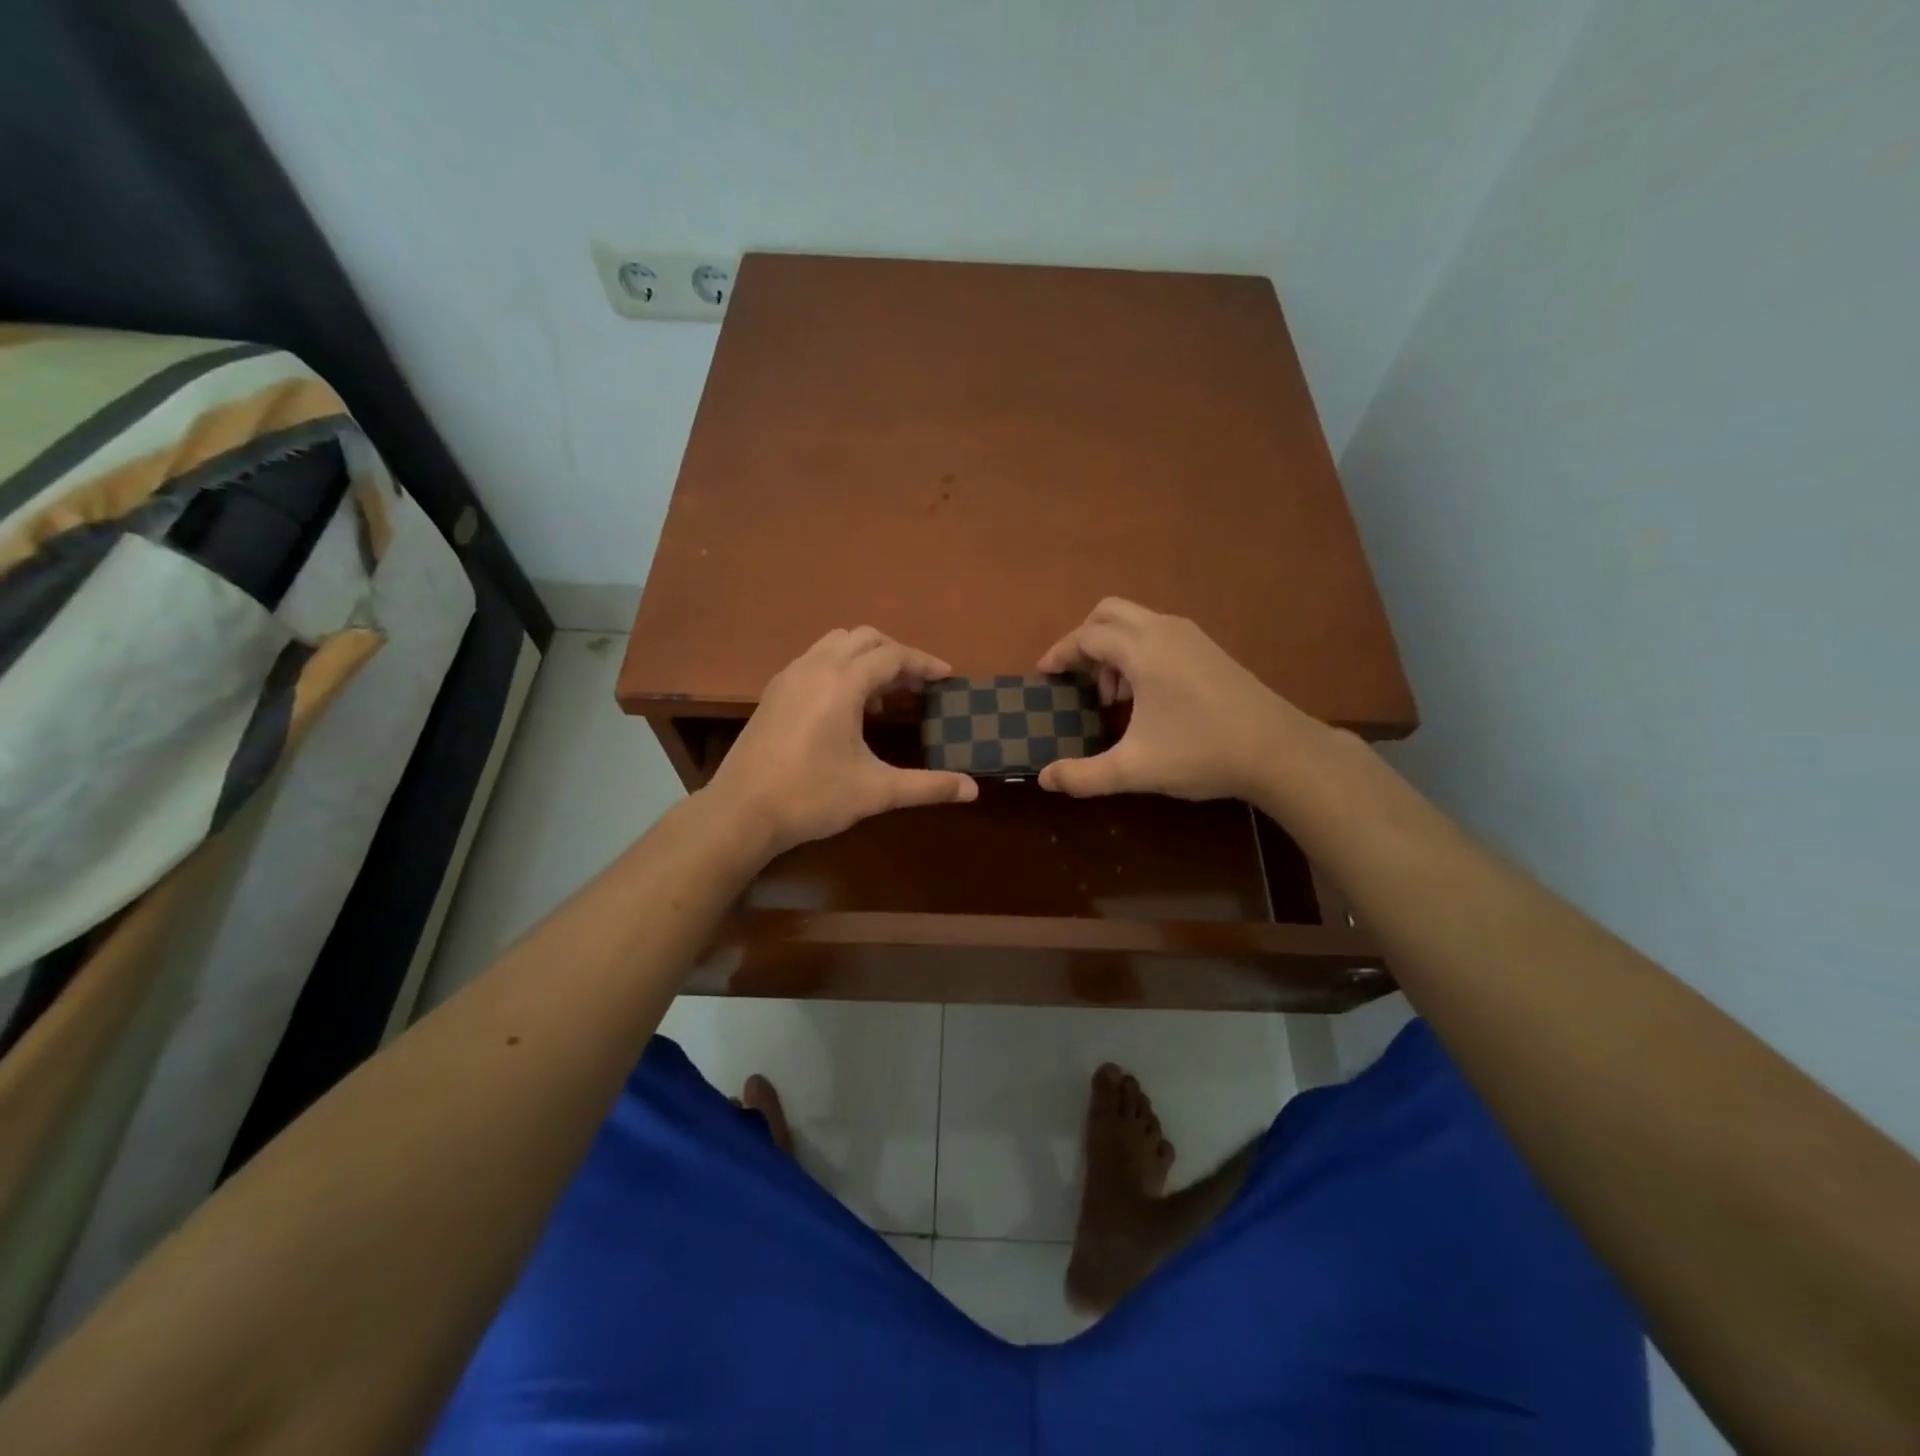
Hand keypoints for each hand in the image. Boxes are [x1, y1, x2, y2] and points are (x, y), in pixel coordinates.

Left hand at [703, 627, 976, 858]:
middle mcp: (815, 667)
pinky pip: (816, 660)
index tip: (947, 677)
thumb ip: (927, 786)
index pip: (893, 656)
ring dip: (866, 659)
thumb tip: (973, 790)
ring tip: (885, 697)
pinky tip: (847, 708)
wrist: (741, 811)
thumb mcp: (876, 791)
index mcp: (842, 683)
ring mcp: (789, 676)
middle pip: (865, 638)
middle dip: (897, 655)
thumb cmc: (811, 797)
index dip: (924, 664)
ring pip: (836, 644)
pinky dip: (841, 668)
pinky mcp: (775, 692)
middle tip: (919, 686)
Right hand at [1035, 598, 1313, 800]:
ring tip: (1113, 697)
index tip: (1044, 675)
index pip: (1087, 636)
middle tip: (1077, 679)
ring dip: (1113, 649)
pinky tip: (1146, 696)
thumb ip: (1083, 775)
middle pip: (1109, 613)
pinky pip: (1159, 634)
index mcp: (1143, 650)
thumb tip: (1044, 779)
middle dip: (1085, 641)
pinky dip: (1138, 652)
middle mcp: (1165, 630)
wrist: (1279, 751)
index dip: (1060, 654)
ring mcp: (1192, 637)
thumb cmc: (1201, 752)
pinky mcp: (1209, 650)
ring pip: (1136, 622)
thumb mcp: (1134, 769)